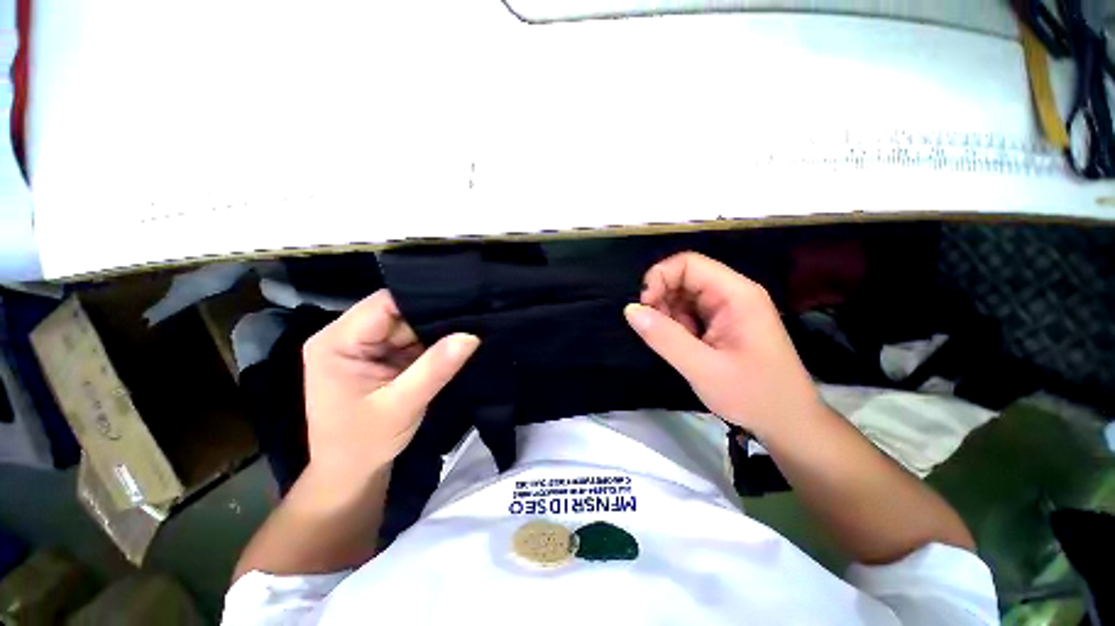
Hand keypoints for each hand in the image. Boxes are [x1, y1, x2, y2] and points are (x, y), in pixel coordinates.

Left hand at [302, 289, 478, 481]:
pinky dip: (433, 343)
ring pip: (409, 325)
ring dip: (435, 331)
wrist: (352, 473)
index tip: (460, 302)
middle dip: (432, 317)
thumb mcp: (402, 405)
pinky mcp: (382, 357)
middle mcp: (348, 337)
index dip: (421, 300)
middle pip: (397, 312)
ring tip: (468, 328)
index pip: (383, 305)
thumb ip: (435, 368)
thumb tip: (471, 335)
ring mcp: (367, 347)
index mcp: (337, 342)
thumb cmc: (365, 442)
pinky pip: (412, 340)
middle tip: (471, 316)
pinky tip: (454, 342)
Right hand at [624, 252, 820, 436]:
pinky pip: (691, 313)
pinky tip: (682, 347)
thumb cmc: (753, 396)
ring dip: (668, 315)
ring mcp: (729, 309)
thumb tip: (630, 310)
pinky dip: (677, 326)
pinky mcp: (724, 324)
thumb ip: (664, 337)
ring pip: (685, 296)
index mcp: (736, 295)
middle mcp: (733, 294)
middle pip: (685, 277)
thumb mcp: (702, 368)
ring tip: (671, 344)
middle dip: (662, 298)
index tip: (644, 308)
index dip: (660, 278)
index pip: (688, 263)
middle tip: (653, 330)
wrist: (788, 423)